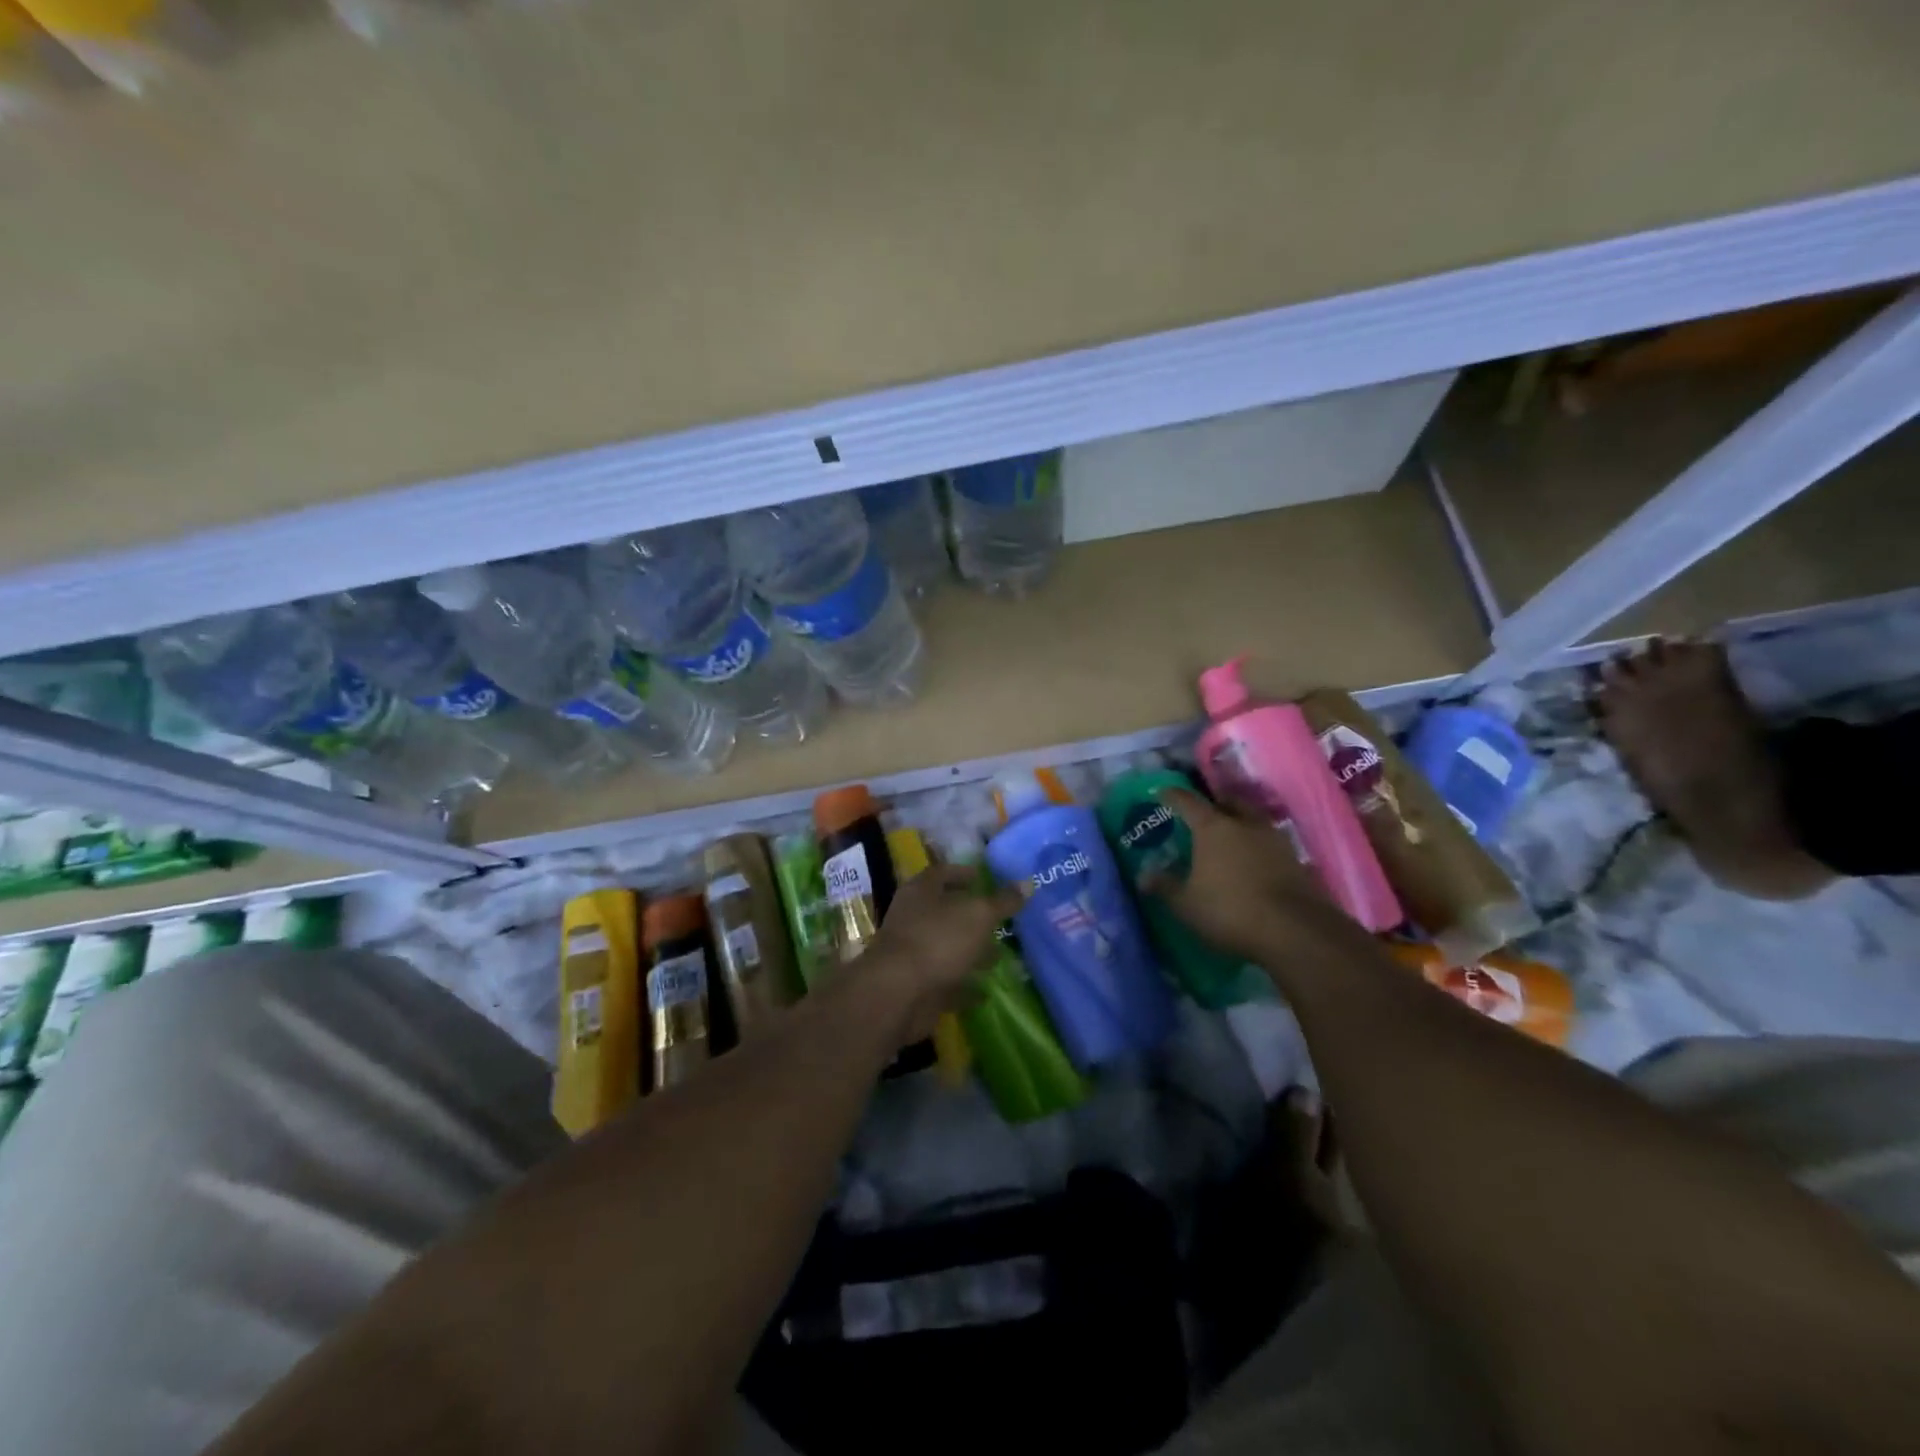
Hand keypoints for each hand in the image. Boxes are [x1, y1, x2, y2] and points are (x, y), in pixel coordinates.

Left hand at [863, 865, 1022, 1042]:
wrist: (898, 994)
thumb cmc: (938, 940)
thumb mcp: (978, 915)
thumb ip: (1003, 901)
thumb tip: (1027, 882)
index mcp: (921, 892)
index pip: (942, 873)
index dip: (963, 873)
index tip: (985, 878)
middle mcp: (913, 919)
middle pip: (944, 912)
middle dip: (971, 917)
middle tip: (1001, 920)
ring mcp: (913, 955)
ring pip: (947, 948)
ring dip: (970, 952)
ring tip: (1000, 956)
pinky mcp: (918, 986)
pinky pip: (946, 983)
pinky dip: (965, 987)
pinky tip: (987, 992)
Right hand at [1142, 789, 1352, 964]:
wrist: (1294, 931)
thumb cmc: (1229, 910)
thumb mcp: (1186, 904)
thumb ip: (1165, 886)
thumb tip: (1143, 876)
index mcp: (1213, 827)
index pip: (1188, 801)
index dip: (1172, 795)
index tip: (1161, 793)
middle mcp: (1244, 824)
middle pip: (1228, 801)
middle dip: (1214, 802)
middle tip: (1202, 811)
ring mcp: (1274, 840)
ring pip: (1253, 819)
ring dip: (1240, 821)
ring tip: (1230, 834)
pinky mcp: (1296, 860)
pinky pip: (1269, 842)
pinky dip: (1257, 845)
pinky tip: (1252, 860)